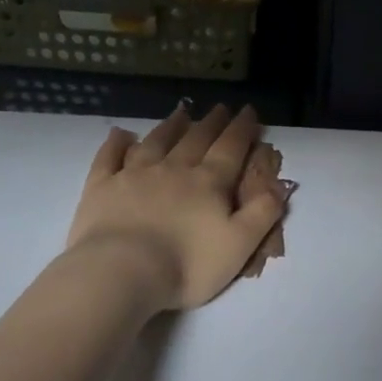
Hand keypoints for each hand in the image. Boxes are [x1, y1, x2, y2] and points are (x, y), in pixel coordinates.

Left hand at [67, 103, 287, 310]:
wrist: (122, 272)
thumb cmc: (187, 264)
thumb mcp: (240, 245)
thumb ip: (263, 213)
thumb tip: (281, 185)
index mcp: (208, 183)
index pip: (230, 149)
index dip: (242, 129)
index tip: (249, 111)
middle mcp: (174, 169)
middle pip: (196, 139)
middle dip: (212, 123)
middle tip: (220, 108)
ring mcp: (134, 175)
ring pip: (156, 141)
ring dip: (170, 126)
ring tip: (181, 112)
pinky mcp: (101, 187)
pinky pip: (109, 158)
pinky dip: (116, 144)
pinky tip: (120, 134)